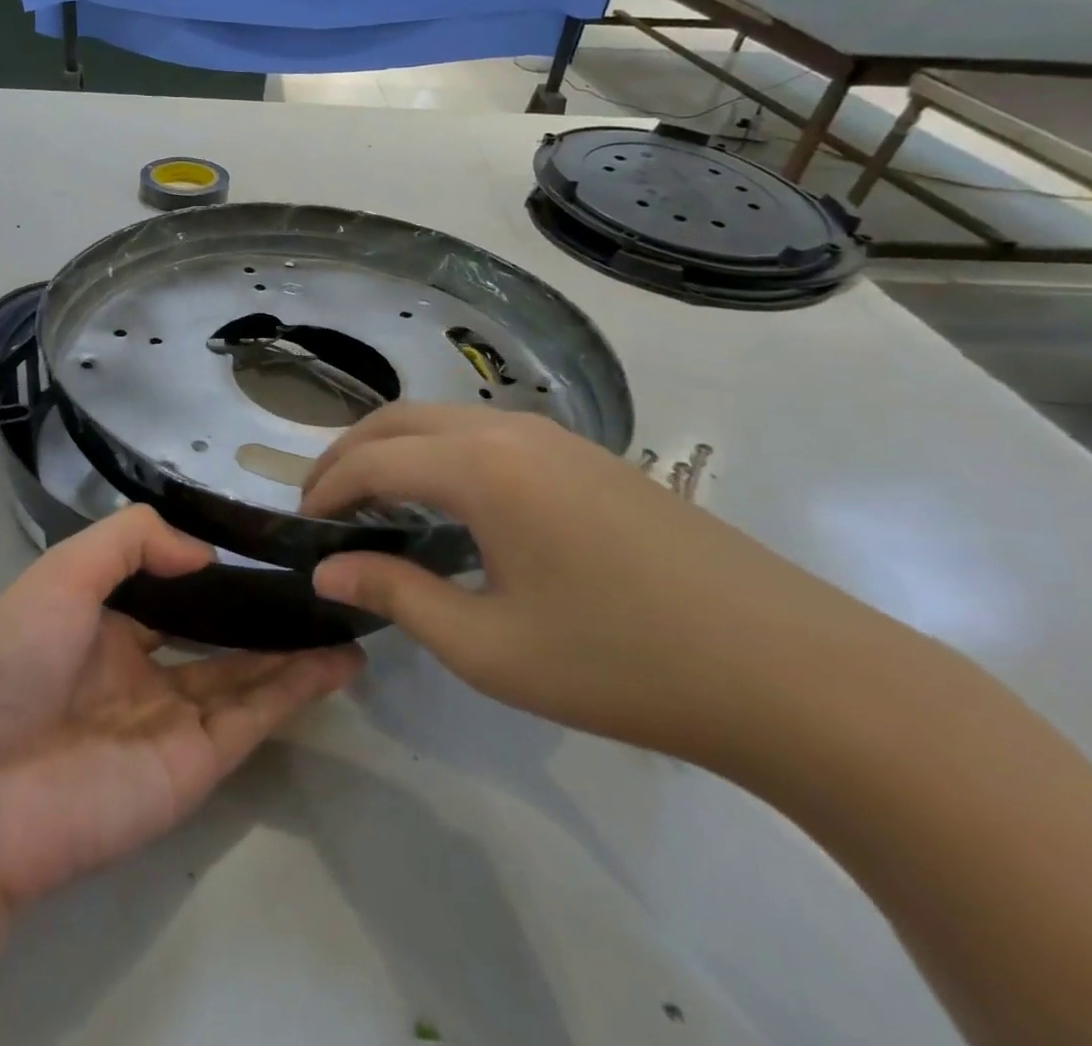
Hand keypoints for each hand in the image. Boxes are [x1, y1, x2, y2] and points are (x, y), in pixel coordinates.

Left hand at [0, 506, 362, 906]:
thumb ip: (132, 540)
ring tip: (345, 616)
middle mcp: (140, 667)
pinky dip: (296, 689)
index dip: (212, 566)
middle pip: (217, 633)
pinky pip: (254, 716)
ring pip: (247, 674)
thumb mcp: (62, 571)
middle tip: (318, 581)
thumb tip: (205, 552)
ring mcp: (171, 718)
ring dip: (295, 648)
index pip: (170, 588)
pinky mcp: (195, 764)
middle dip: (263, 610)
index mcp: (103, 622)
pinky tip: (336, 660)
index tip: (261, 542)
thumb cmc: (12, 661)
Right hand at [300, 404, 895, 767]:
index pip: (372, 459)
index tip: (299, 525)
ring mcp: (556, 437)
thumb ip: (396, 595)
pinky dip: (439, 454)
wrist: (792, 671)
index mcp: (480, 466)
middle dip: (347, 454)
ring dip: (394, 449)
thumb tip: (326, 571)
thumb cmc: (621, 661)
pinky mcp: (587, 457)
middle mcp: (510, 430)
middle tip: (321, 505)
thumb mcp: (488, 645)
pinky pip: (485, 434)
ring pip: (443, 420)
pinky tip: (446, 504)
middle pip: (400, 420)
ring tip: (372, 503)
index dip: (324, 488)